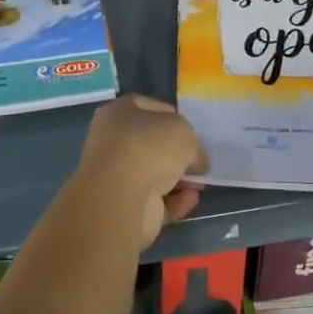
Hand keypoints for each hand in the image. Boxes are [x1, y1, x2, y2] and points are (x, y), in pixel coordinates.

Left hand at [75, 94, 207, 249]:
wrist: (120, 198)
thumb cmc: (149, 148)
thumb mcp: (183, 131)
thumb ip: (192, 144)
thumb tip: (195, 162)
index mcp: (118, 113)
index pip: (147, 107)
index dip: (172, 116)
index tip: (192, 129)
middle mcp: (113, 142)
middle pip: (152, 144)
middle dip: (178, 154)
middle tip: (198, 161)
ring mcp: (116, 176)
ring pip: (154, 174)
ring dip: (179, 179)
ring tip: (200, 184)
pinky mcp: (124, 206)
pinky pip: (156, 201)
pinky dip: (174, 201)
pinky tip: (190, 199)